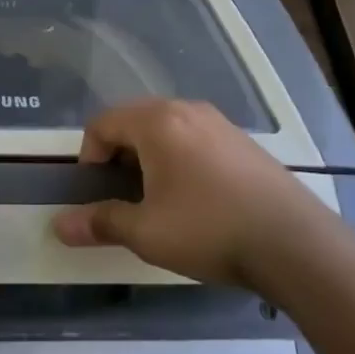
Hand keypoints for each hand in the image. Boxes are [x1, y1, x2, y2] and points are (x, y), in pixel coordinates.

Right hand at [52, 98, 325, 287]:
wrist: (294, 243)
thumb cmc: (208, 229)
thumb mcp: (146, 232)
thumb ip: (101, 222)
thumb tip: (59, 226)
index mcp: (156, 121)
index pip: (102, 123)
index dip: (88, 157)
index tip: (96, 193)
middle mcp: (186, 110)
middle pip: (133, 121)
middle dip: (118, 155)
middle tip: (122, 196)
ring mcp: (219, 122)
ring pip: (166, 129)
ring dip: (150, 157)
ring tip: (157, 199)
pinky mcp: (243, 141)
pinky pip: (195, 138)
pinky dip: (180, 159)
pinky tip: (195, 198)